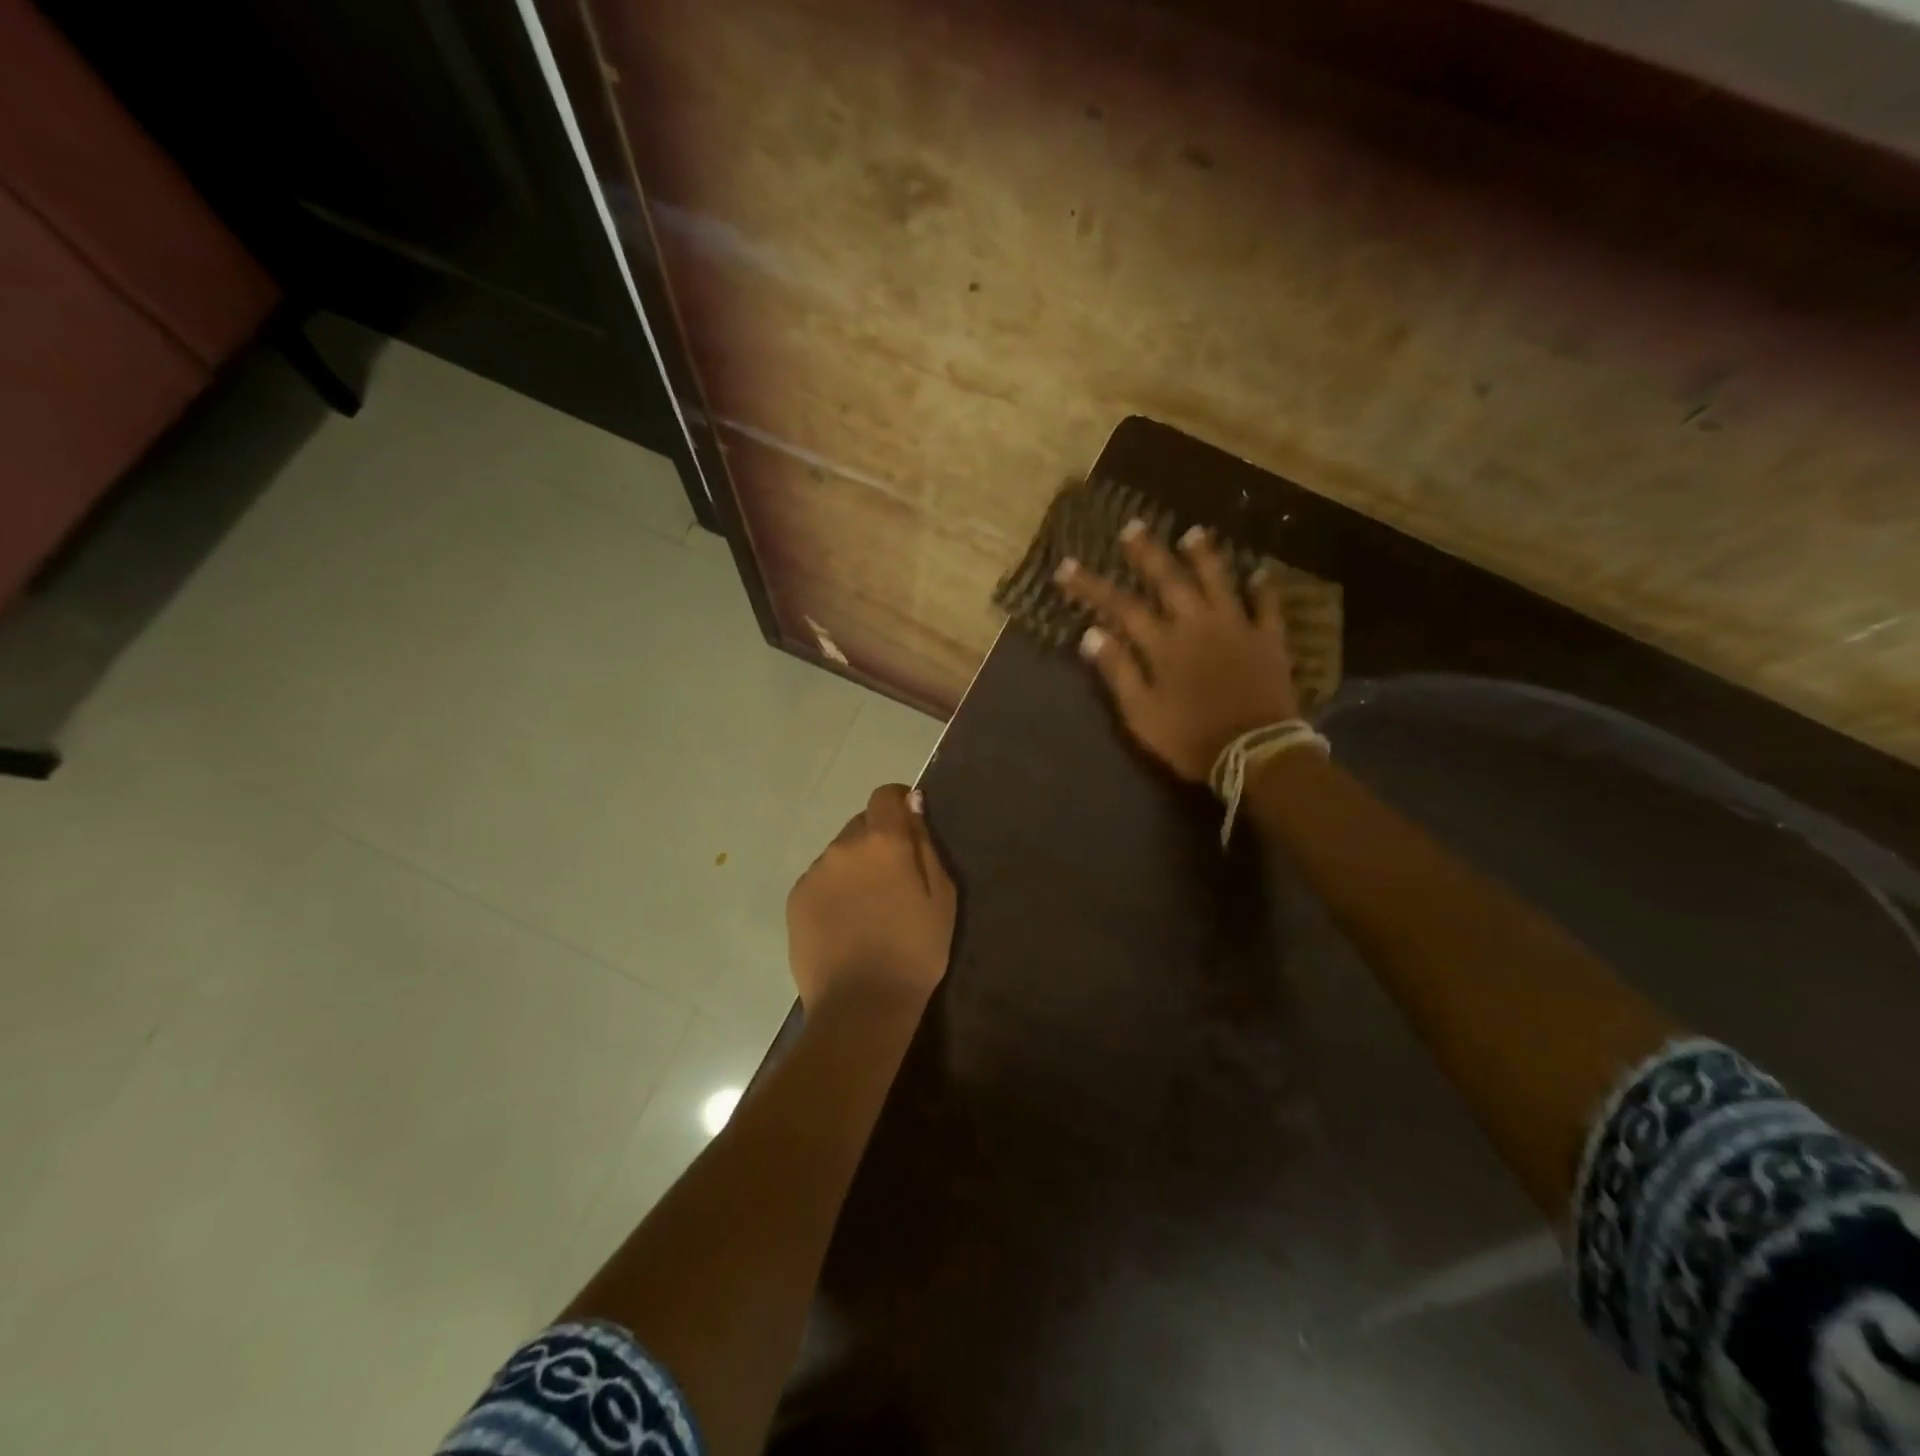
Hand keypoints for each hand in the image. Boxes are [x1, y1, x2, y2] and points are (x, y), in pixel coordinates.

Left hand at [787, 784, 956, 1015]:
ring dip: (855, 866)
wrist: (861, 1006)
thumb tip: (911, 804)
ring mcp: (815, 872)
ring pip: (840, 854)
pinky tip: (846, 924)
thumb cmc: (914, 951)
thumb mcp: (941, 896)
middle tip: (894, 880)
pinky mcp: (796, 899)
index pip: (885, 796)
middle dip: (879, 841)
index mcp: (882, 840)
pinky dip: (835, 890)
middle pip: (862, 824)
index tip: (910, 826)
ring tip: (869, 909)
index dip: (899, 803)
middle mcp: (843, 846)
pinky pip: (821, 879)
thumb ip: (925, 844)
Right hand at [1055, 521, 1299, 782]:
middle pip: (1169, 580)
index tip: (1066, 566)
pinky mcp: (1268, 640)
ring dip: (1204, 556)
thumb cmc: (1191, 737)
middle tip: (1133, 527)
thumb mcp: (1142, 714)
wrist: (1254, 752)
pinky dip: (1264, 589)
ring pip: (1218, 581)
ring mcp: (1236, 627)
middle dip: (1147, 553)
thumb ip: (1118, 672)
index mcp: (1163, 644)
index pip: (1120, 606)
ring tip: (1193, 533)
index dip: (1092, 585)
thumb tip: (1090, 634)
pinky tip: (1260, 574)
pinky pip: (1267, 607)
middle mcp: (1197, 625)